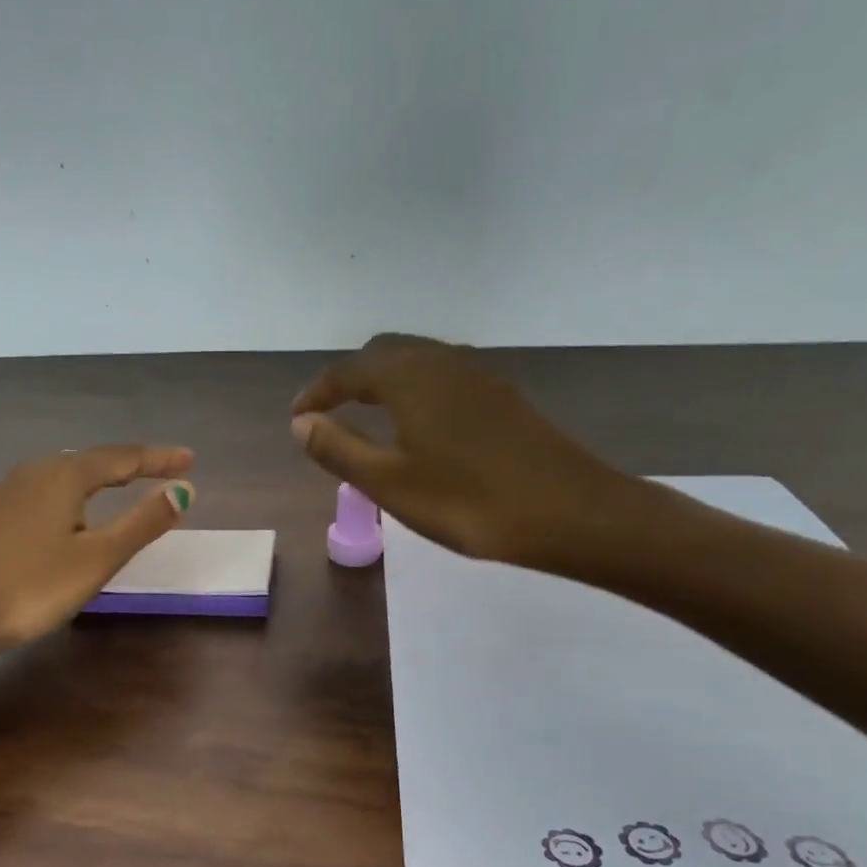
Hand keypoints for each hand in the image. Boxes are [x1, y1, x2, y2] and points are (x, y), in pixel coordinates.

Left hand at [0, 446, 195, 653]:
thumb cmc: (32, 587)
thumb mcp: (97, 558)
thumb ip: (142, 523)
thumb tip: (183, 490)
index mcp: (64, 475)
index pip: (123, 457)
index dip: (160, 459)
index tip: (190, 459)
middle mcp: (35, 471)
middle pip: (93, 460)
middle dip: (131, 464)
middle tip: (163, 469)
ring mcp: (8, 491)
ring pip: (67, 474)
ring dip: (101, 477)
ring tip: (125, 483)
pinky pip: (47, 491)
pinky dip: (75, 493)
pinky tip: (72, 510)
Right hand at [291, 334, 639, 571]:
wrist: (569, 512)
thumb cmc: (467, 501)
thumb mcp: (388, 482)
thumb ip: (338, 449)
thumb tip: (301, 423)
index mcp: (409, 378)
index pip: (349, 371)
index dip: (317, 392)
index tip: (297, 417)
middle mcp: (443, 362)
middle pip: (384, 354)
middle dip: (350, 379)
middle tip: (329, 413)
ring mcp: (479, 376)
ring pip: (418, 363)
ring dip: (384, 382)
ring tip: (367, 417)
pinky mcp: (502, 397)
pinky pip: (443, 378)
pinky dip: (415, 391)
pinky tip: (419, 426)